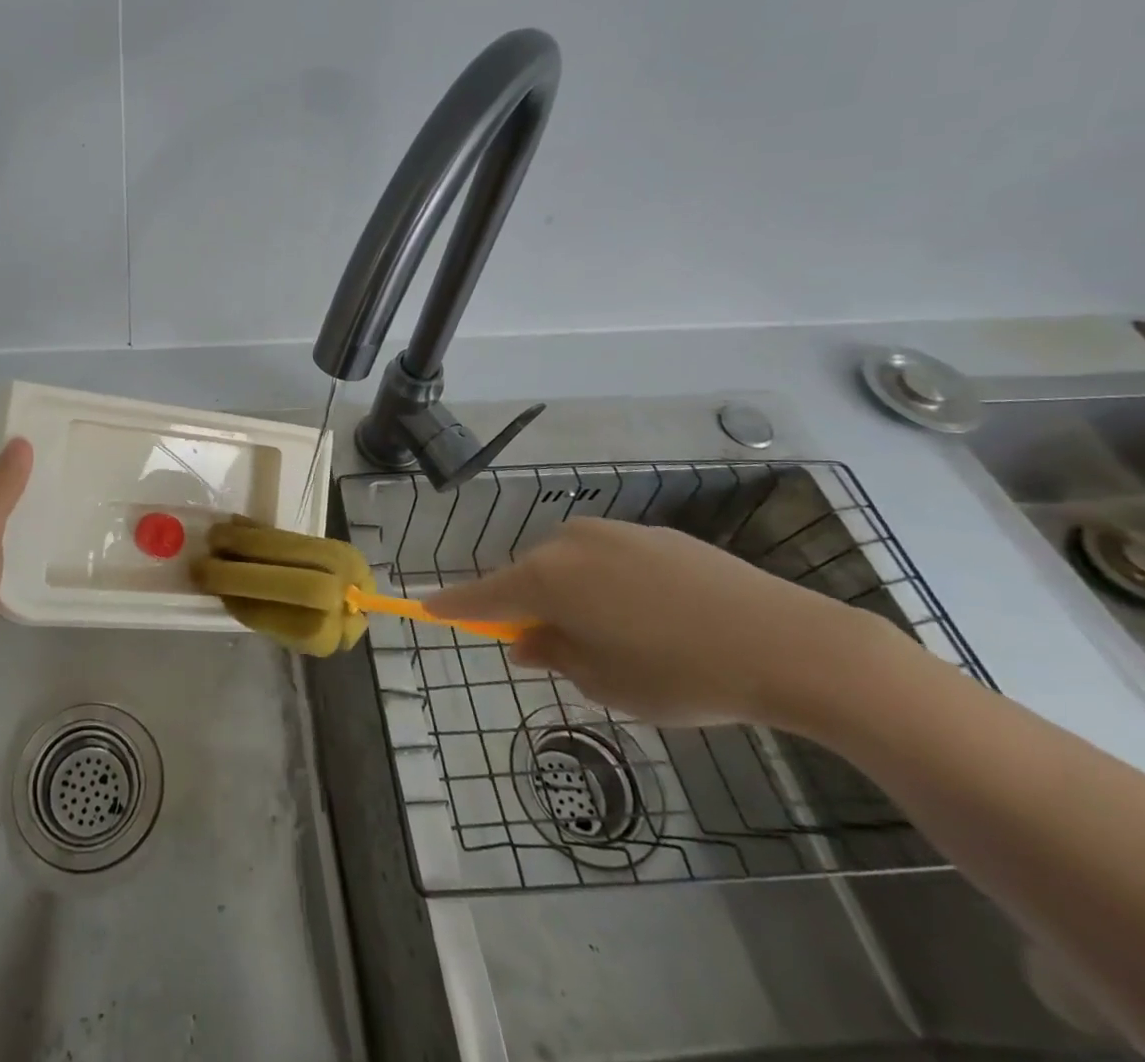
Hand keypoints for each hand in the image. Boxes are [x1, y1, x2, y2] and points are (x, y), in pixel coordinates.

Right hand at [424, 517, 901, 728]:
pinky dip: (608, 584)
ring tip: (616, 638)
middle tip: (549, 648)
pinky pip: (608, 559)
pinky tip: (653, 617)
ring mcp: (613, 532)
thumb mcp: (607, 683)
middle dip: (527, 608)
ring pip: (569, 565)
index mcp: (548, 578)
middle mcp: (569, 543)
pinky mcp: (654, 534)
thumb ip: (554, 656)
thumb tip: (526, 640)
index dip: (453, 606)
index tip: (425, 608)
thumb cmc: (681, 674)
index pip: (482, 594)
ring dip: (572, 595)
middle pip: (527, 576)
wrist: (790, 643)